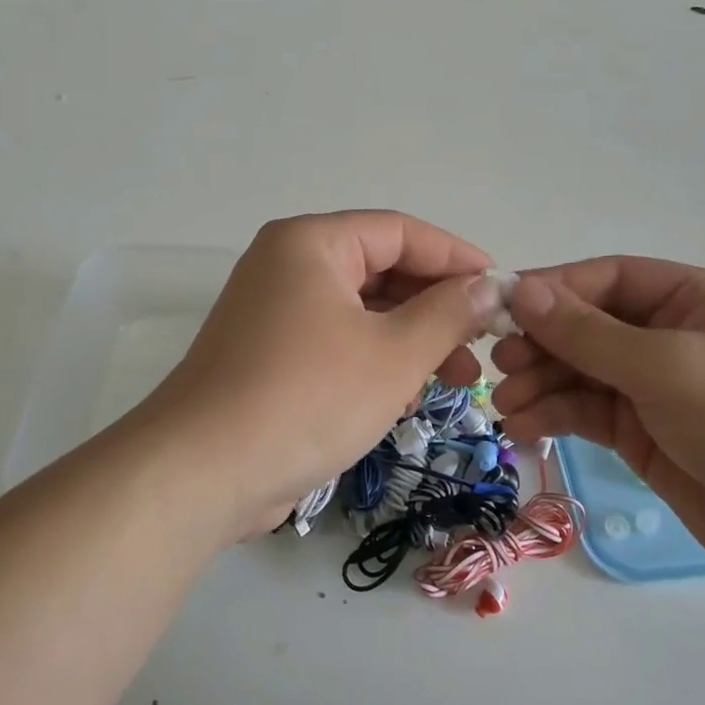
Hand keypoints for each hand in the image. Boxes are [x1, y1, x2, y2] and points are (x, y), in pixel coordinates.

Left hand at [136, 212, 500, 540]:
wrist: (203, 472)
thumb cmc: (307, 397)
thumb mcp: (393, 354)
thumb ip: (448, 314)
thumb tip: (489, 287)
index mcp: (311, 243)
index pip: (399, 232)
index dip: (456, 258)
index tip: (501, 290)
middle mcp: (287, 266)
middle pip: (380, 271)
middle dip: (436, 308)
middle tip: (483, 345)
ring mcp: (273, 313)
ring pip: (361, 313)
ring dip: (411, 341)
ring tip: (458, 381)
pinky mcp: (268, 356)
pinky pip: (335, 343)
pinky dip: (374, 363)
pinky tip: (404, 399)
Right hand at [491, 259, 704, 590]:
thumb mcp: (667, 366)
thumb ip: (588, 332)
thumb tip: (520, 291)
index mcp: (690, 298)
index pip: (606, 279)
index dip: (552, 290)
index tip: (501, 309)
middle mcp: (667, 334)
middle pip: (586, 325)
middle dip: (541, 343)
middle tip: (499, 364)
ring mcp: (653, 385)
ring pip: (579, 371)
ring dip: (540, 383)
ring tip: (506, 404)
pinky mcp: (641, 431)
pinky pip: (585, 411)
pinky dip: (553, 414)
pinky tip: (524, 426)